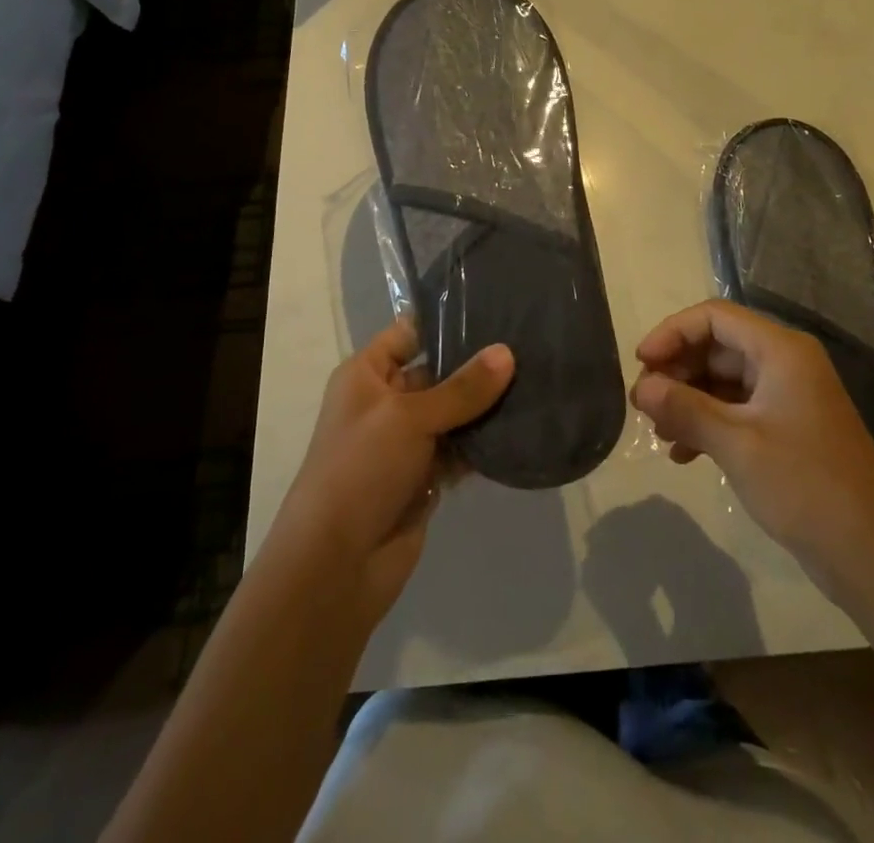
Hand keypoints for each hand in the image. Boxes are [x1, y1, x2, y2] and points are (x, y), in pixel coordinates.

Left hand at [276, 320, 513, 623]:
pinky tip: (523, 426)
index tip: (495, 307)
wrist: (335, 565)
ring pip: (454, 412)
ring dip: (487, 405)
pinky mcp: (425, 478)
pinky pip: (460, 449)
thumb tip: (507, 352)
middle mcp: (386, 402)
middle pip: (437, 372)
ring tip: (537, 379)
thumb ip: (462, 387)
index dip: (446, 320)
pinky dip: (484, 442)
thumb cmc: (361, 469)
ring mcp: (406, 442)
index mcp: (367, 375)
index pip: (409, 333)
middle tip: (530, 343)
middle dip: (478, 363)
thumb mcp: (409, 417)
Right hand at [629, 300, 873, 614]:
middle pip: (717, 347)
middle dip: (677, 370)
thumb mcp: (737, 444)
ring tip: (657, 431)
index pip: (714, 317)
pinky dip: (707, 424)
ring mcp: (788, 397)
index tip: (639, 364)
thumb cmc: (806, 487)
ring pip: (723, 380)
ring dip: (688, 400)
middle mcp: (785, 364)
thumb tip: (641, 387)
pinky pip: (737, 410)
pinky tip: (682, 454)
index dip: (672, 333)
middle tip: (642, 404)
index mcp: (781, 351)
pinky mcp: (787, 429)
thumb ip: (685, 409)